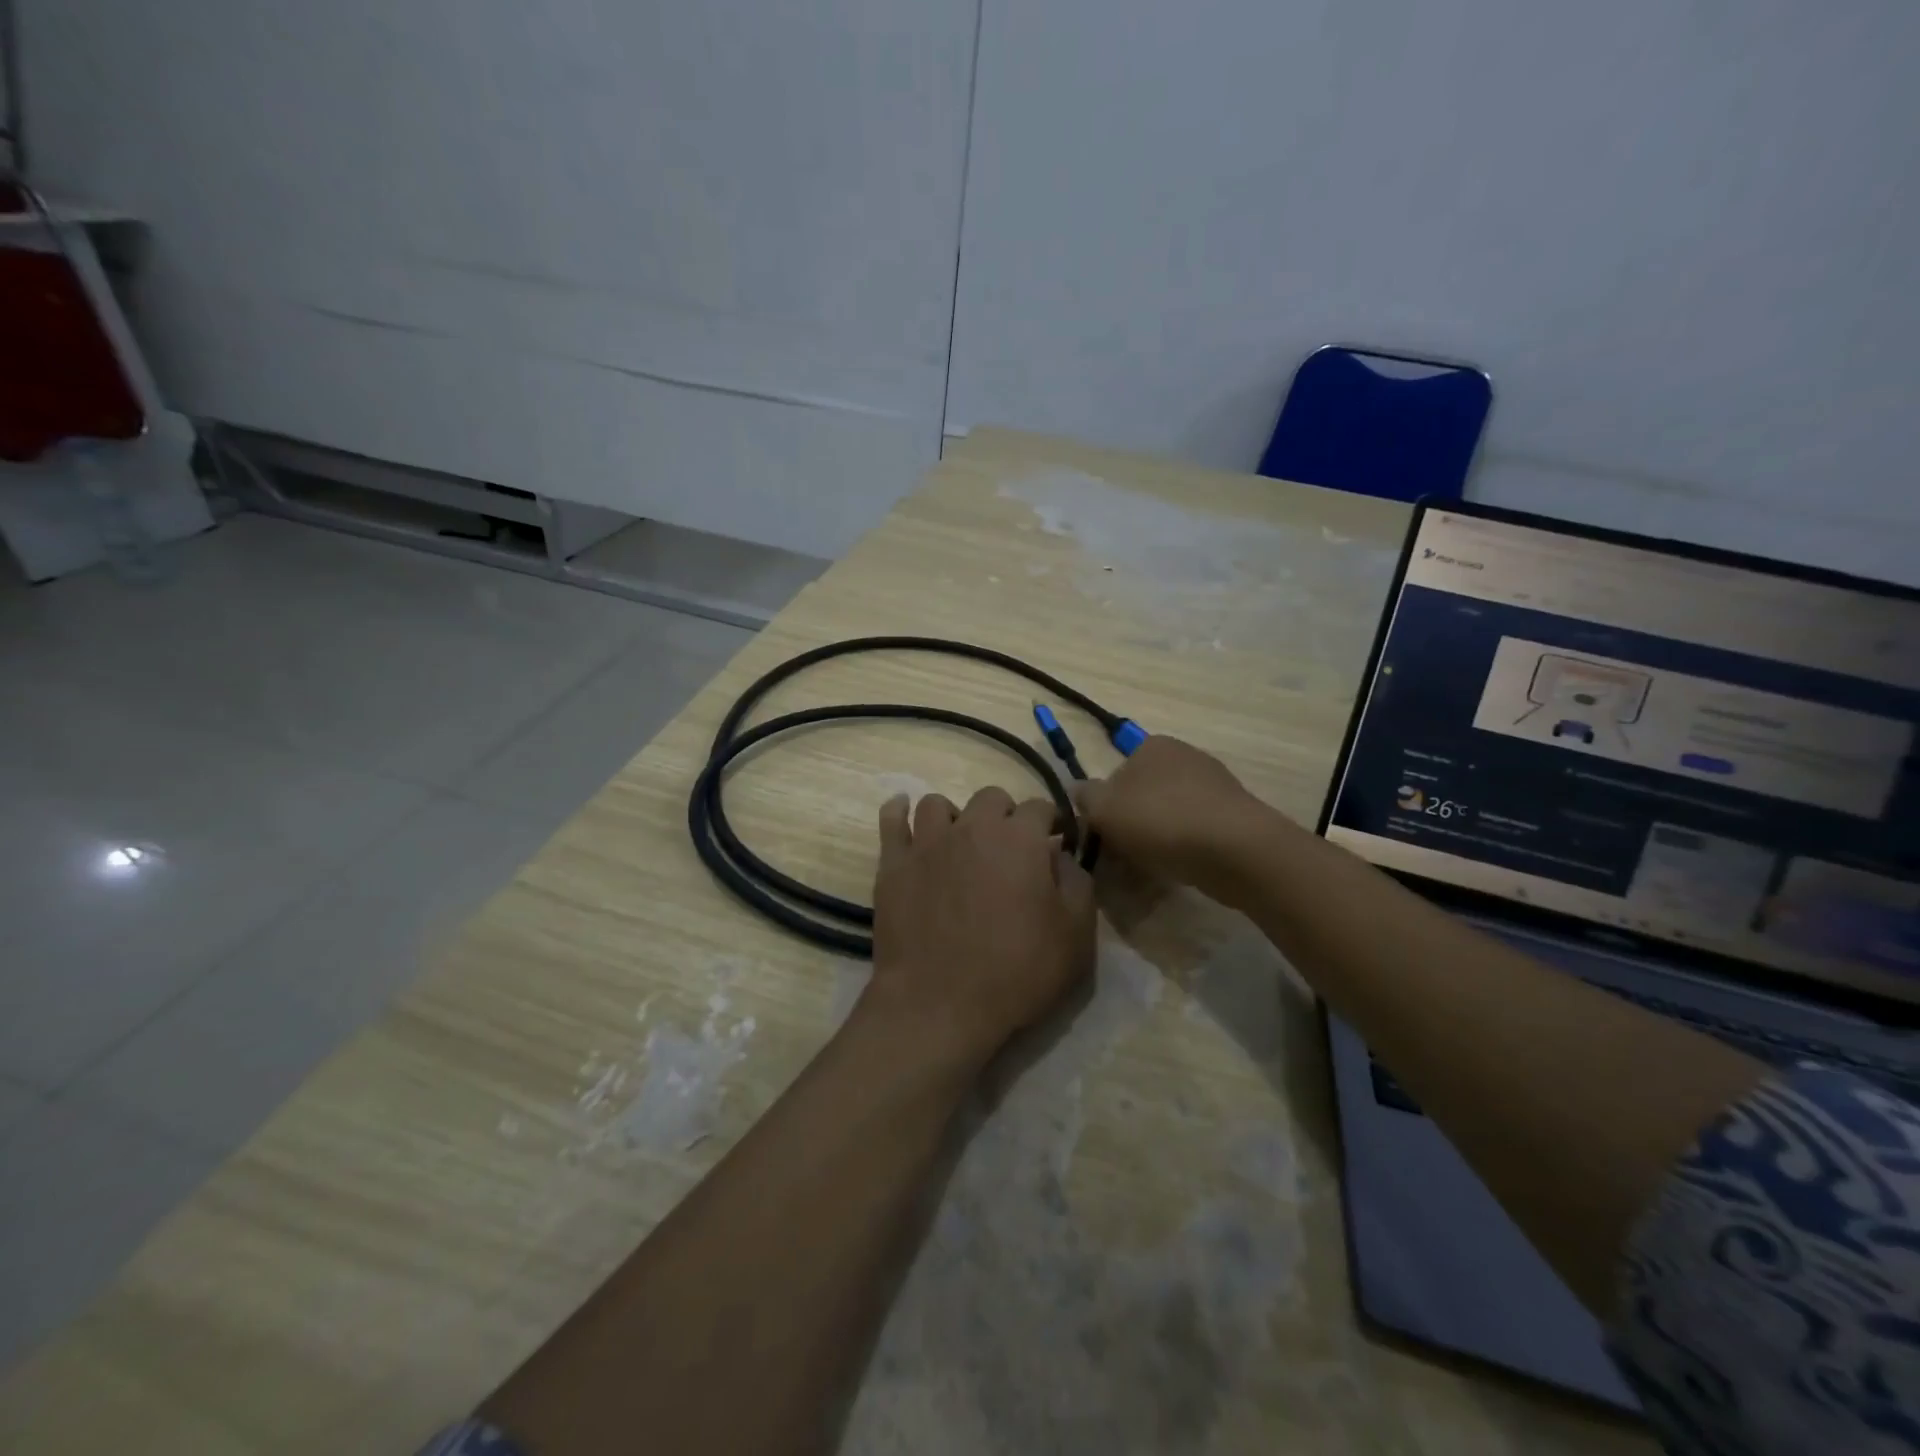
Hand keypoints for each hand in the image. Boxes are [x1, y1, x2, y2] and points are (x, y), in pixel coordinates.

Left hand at [865, 787, 1096, 1071]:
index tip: (1053, 845)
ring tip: (959, 844)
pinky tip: (904, 815)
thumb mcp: (1075, 935)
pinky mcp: (893, 864)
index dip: (1050, 824)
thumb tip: (1060, 854)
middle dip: (1005, 816)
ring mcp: (928, 843)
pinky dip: (899, 813)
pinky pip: (891, 820)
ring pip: (939, 804)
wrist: (939, 1005)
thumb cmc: (1016, 972)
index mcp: (1019, 839)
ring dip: (955, 817)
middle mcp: (972, 827)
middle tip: (1009, 851)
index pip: (1040, 807)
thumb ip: (1076, 883)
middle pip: (991, 798)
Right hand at [1075, 735, 1266, 897]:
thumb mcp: (1105, 809)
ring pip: (1168, 815)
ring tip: (1148, 871)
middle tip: (1121, 859)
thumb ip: (1085, 798)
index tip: (1102, 836)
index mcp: (1152, 745)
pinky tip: (1178, 871)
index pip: (1116, 774)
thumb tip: (1078, 791)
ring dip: (1155, 840)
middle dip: (1131, 825)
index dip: (1105, 807)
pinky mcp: (1234, 815)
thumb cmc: (1161, 820)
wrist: (1235, 849)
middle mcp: (1184, 756)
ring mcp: (1214, 784)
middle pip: (1143, 795)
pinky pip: (1195, 832)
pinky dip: (1183, 848)